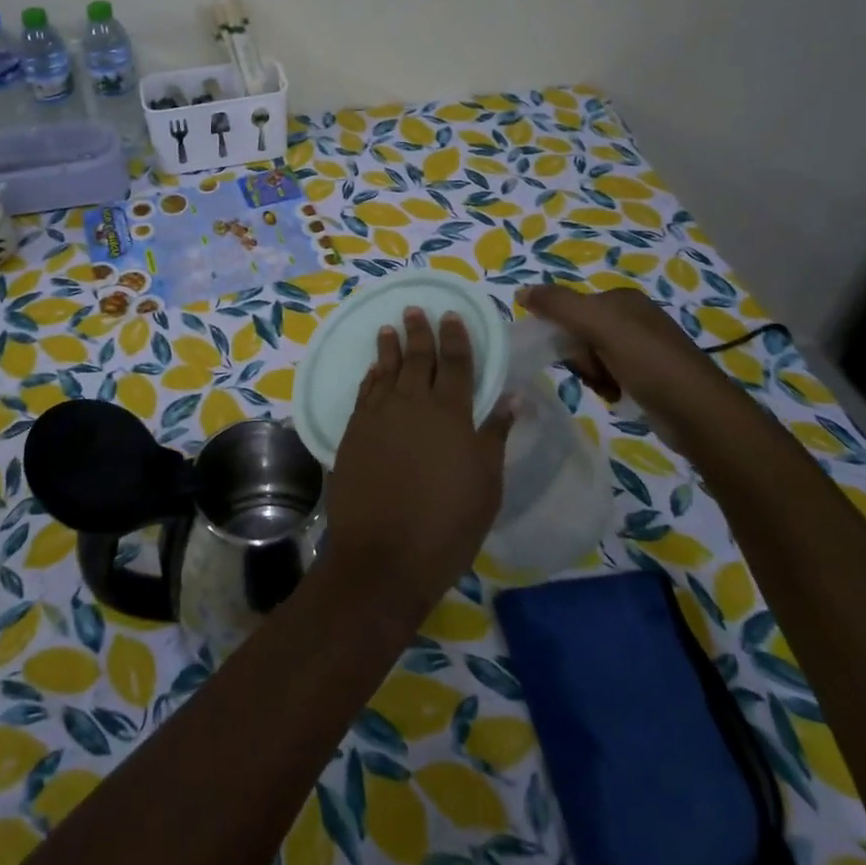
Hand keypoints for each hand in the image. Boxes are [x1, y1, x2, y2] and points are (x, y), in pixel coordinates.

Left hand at [326, 308, 511, 621]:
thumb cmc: (448, 524)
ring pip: (386, 371)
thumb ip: (494, 435)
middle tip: (414, 310)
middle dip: (418, 332)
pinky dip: (371, 377)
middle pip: (417, 359)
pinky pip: (365, 393)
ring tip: (388, 329)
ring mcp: (378, 416)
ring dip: (389, 348)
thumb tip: (511, 398)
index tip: (452, 315)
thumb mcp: (486, 483)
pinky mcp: (353, 433)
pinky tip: (373, 370)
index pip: (456, 364)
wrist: (384, 554)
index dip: (455, 338)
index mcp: (451, 413)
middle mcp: (412, 404)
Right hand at [517, 285, 744, 426]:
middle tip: (594, 371)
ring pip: (591, 357)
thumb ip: (558, 305)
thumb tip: (520, 291)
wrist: (697, 413)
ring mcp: (642, 349)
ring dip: (591, 374)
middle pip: (579, 333)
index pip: (571, 307)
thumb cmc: (648, 362)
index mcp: (623, 300)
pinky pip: (608, 375)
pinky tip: (618, 397)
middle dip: (579, 356)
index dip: (563, 330)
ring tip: (609, 388)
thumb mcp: (599, 325)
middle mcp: (633, 319)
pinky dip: (607, 387)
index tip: (571, 351)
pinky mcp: (648, 376)